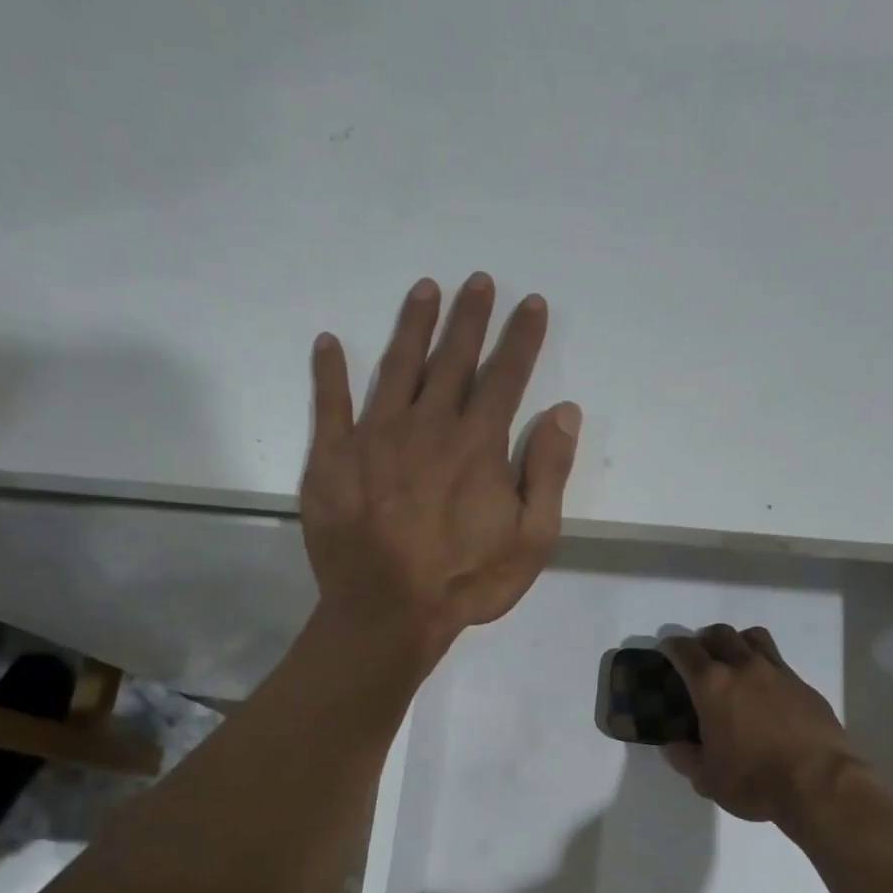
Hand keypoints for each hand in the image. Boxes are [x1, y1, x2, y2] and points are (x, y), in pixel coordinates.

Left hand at [300, 273, 581, 665]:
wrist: (387, 612)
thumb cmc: (466, 580)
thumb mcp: (531, 539)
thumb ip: (548, 472)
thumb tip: (563, 413)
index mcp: (477, 444)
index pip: (505, 376)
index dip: (521, 337)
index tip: (531, 303)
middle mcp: (427, 425)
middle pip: (452, 359)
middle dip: (469, 317)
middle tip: (478, 281)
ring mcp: (374, 437)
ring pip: (397, 367)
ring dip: (413, 325)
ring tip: (425, 289)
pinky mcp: (333, 458)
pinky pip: (330, 404)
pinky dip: (330, 372)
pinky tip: (330, 342)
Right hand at [660, 625, 865, 828]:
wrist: (821, 785)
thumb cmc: (755, 781)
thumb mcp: (707, 779)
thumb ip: (685, 757)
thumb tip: (674, 745)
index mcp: (712, 685)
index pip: (684, 649)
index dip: (671, 648)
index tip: (667, 655)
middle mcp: (744, 667)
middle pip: (719, 633)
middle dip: (704, 641)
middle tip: (700, 662)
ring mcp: (778, 672)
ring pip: (753, 638)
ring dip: (738, 643)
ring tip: (735, 666)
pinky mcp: (804, 685)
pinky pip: (779, 663)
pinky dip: (766, 669)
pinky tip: (767, 696)